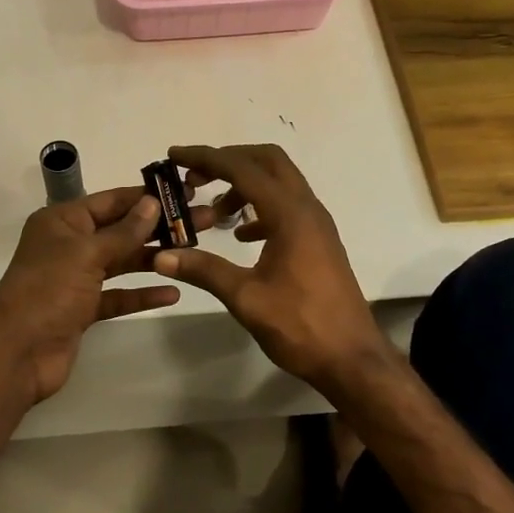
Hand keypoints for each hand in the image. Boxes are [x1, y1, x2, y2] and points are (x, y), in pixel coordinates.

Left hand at [0, 186, 212, 404]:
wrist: (16, 354)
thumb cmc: (48, 291)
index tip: (183, 192)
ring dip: (154, 258)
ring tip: (193, 253)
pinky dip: (141, 294)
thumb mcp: (87, 254)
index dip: (146, 196)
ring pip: (122, 262)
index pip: (111, 200)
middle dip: (158, 227)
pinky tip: (172, 292)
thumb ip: (123, 232)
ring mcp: (76, 278)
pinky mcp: (83, 309)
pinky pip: (118, 295)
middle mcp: (69, 244)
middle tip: (203, 221)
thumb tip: (152, 202)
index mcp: (62, 221)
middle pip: (120, 230)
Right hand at [151, 144, 389, 392]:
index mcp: (290, 214)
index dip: (206, 158)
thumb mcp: (246, 299)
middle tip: (195, 177)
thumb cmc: (301, 326)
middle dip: (229, 161)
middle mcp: (307, 208)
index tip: (174, 155)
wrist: (352, 357)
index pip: (242, 169)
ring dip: (245, 185)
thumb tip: (161, 255)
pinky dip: (260, 208)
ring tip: (214, 213)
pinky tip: (242, 237)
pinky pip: (287, 207)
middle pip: (267, 161)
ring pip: (279, 183)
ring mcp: (317, 223)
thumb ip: (205, 271)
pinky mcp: (319, 240)